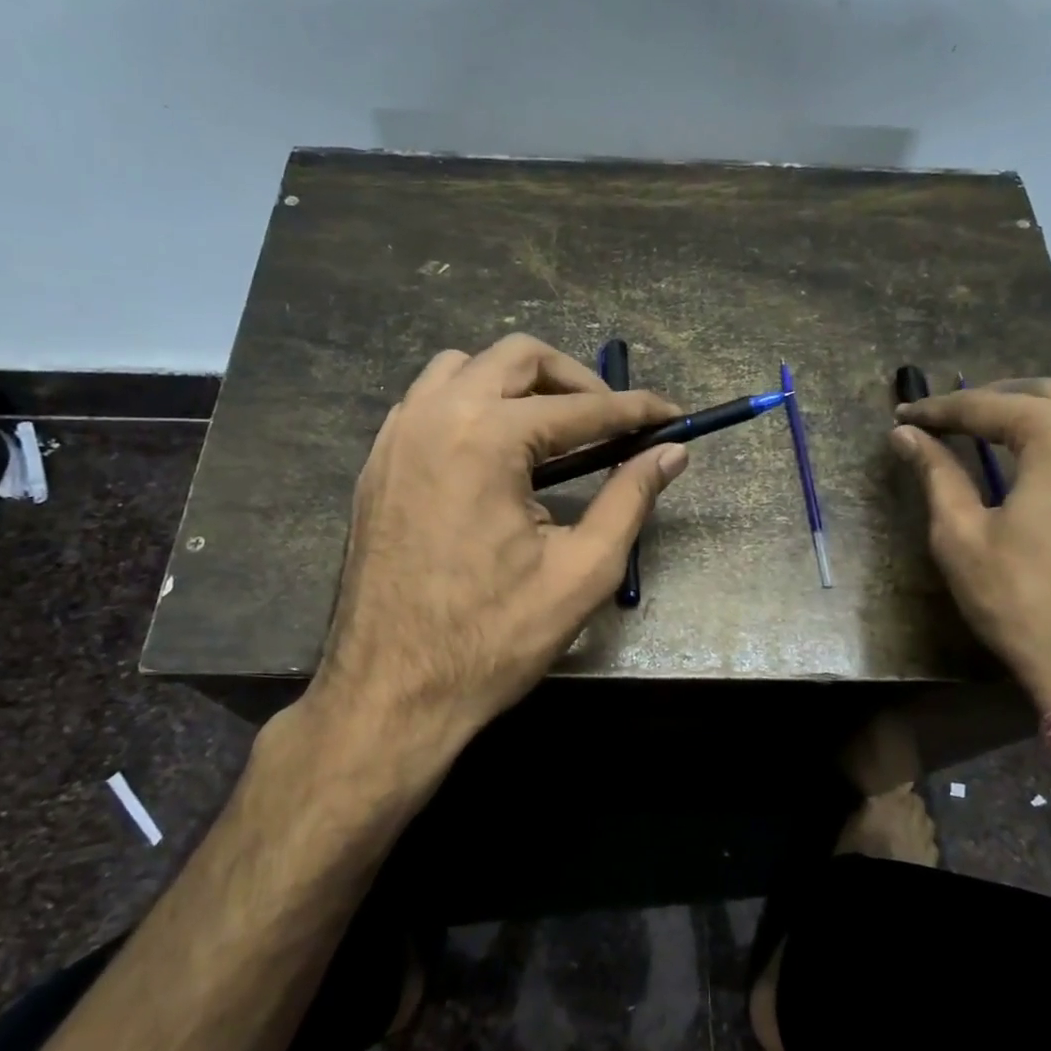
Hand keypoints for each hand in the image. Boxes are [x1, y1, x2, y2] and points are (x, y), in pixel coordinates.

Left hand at [310, 334, 687, 775]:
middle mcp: (435, 415)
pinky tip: (496, 452)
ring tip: (554, 430)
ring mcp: (397, 435)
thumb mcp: (581, 572)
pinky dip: (472, 404)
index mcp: (487, 438)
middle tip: (611, 421)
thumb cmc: (492, 638)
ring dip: (518, 384)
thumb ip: (630, 500)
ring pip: (465, 368)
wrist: (391, 692)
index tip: (672, 415)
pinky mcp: (378, 462)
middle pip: (517, 357)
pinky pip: (429, 401)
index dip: (635, 410)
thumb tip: (671, 453)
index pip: (580, 408)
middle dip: (574, 379)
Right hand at [890, 379, 1050, 712]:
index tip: (907, 417)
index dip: (940, 409)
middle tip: (955, 422)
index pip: (988, 405)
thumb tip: (904, 435)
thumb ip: (936, 475)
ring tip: (1032, 434)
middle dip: (996, 401)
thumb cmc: (1028, 603)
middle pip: (1050, 393)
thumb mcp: (963, 538)